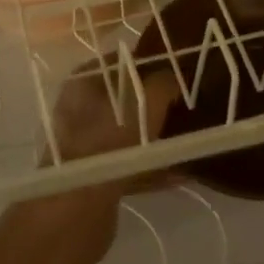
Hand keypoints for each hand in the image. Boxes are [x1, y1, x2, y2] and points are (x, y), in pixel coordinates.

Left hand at [45, 61, 178, 182]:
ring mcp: (83, 142)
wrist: (78, 202)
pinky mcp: (91, 174)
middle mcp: (78, 107)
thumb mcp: (144, 104)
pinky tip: (178, 174)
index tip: (178, 74)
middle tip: (184, 107)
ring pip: (126, 134)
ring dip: (154, 138)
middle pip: (124, 99)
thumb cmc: (110, 140)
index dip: (150, 64)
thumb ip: (162, 85)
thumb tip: (173, 78)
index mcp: (83, 81)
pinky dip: (150, 167)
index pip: (121, 61)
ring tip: (185, 141)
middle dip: (154, 104)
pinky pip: (127, 163)